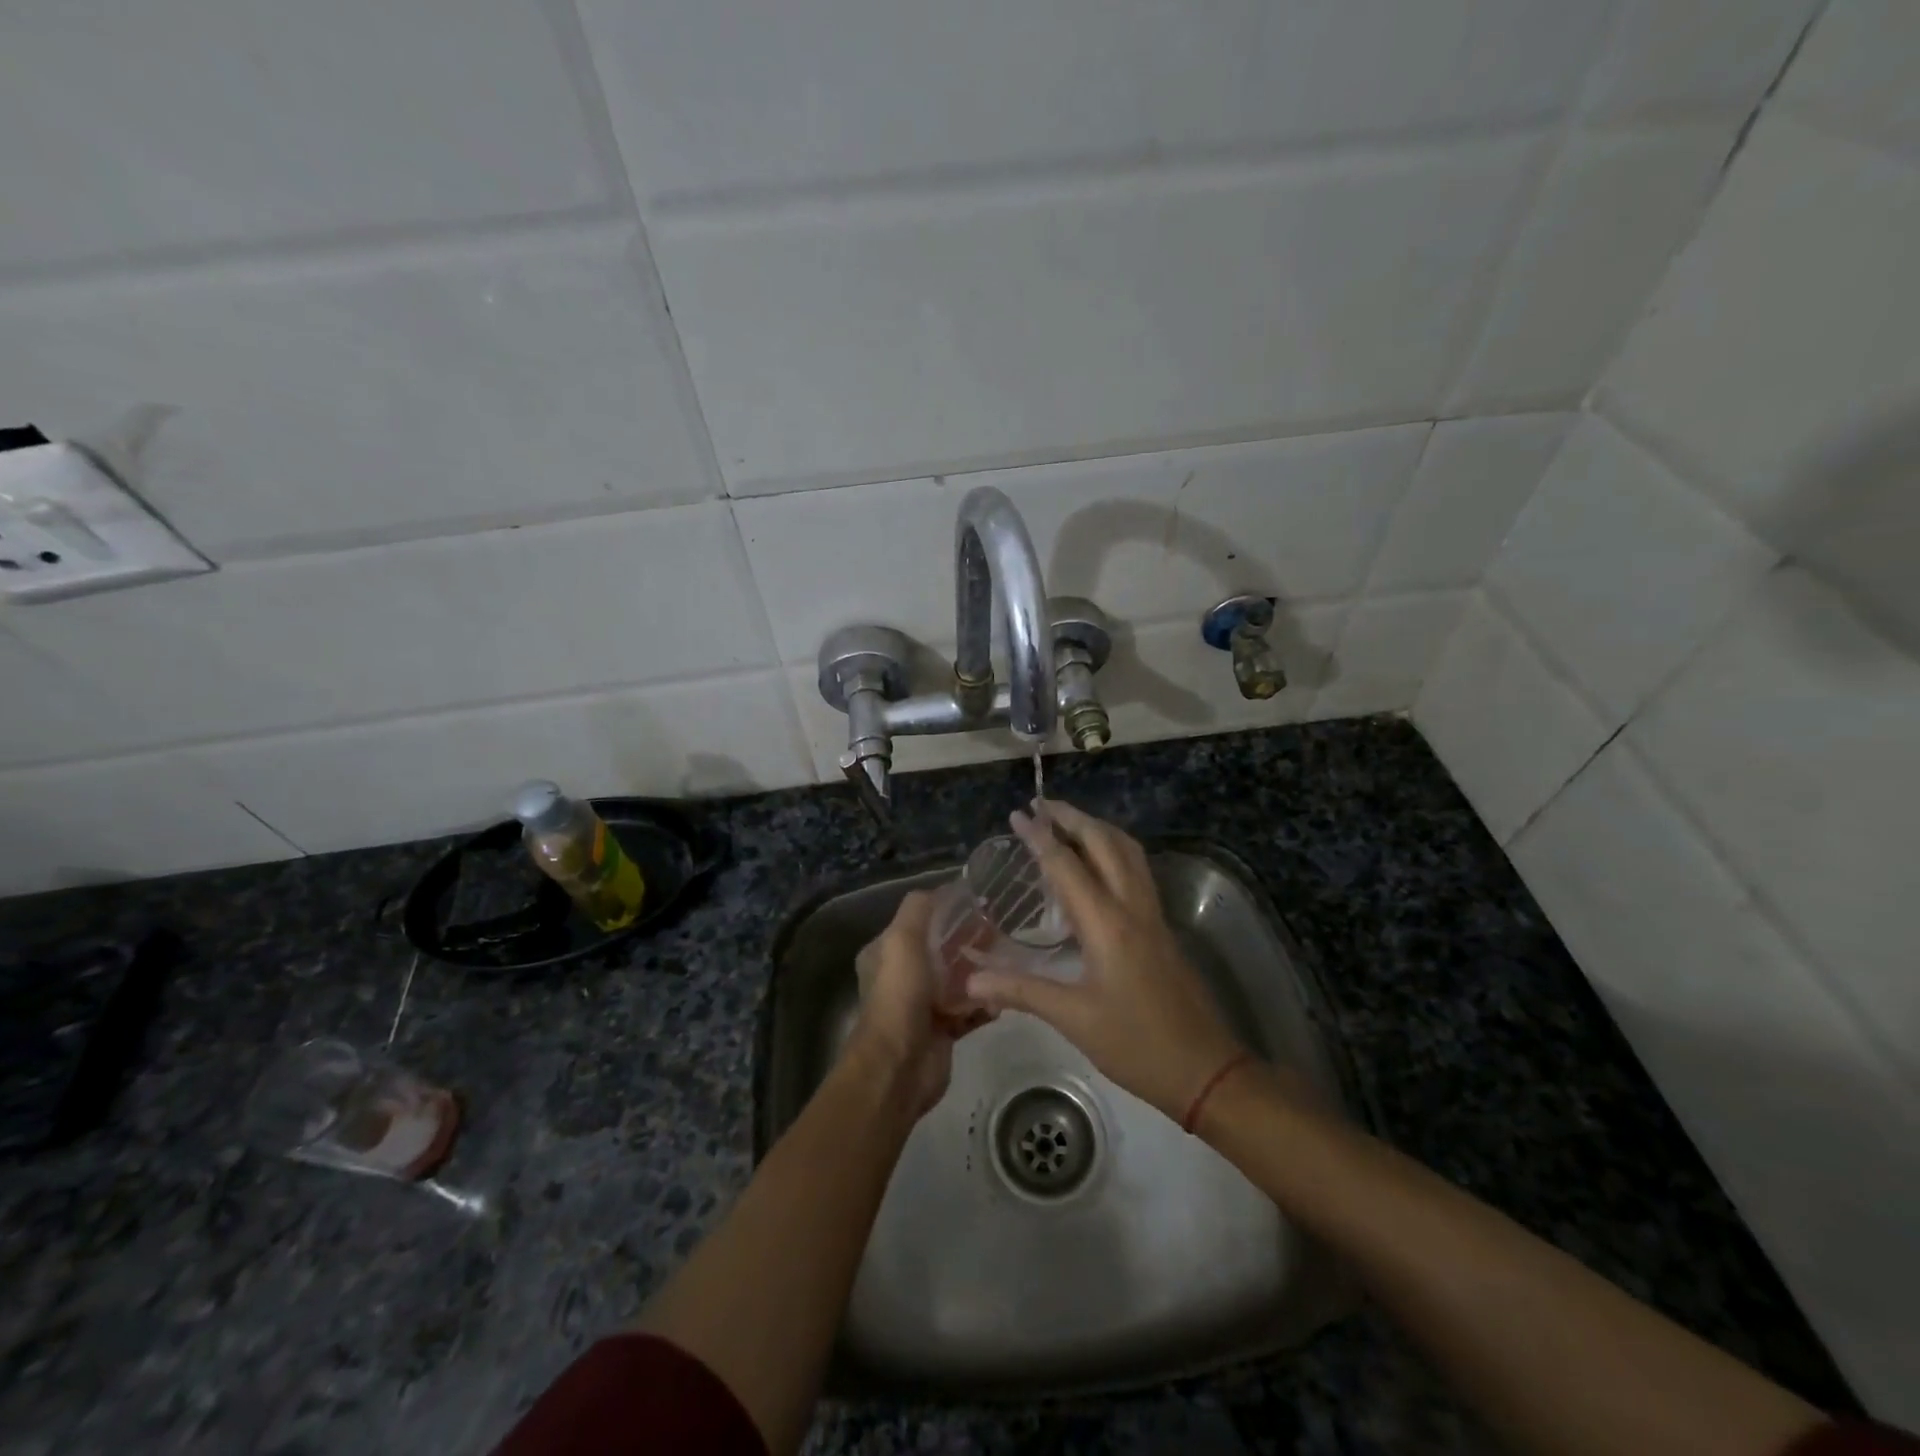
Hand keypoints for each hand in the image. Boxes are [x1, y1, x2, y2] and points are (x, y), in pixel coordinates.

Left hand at [844, 890, 987, 1118]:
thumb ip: (919, 909)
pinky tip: (1003, 996)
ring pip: (958, 980)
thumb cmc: (899, 995)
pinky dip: (985, 1003)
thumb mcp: (902, 939)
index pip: (919, 922)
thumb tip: (943, 889)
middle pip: (942, 950)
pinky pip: (969, 1010)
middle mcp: (903, 976)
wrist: (899, 1065)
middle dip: (969, 939)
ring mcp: (924, 1005)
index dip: (947, 911)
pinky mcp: (943, 1029)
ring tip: (1008, 959)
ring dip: (981, 971)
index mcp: (887, 953)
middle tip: (1001, 929)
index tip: (979, 902)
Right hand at [965, 800, 1245, 1121]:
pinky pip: (1137, 871)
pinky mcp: (1162, 927)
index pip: (1067, 866)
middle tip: (1042, 805)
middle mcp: (1133, 907)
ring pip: (1128, 852)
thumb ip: (1021, 991)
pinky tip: (1098, 865)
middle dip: (1073, 818)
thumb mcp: (1073, 1019)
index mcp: (1107, 924)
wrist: (1205, 1069)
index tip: (1018, 814)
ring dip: (1098, 829)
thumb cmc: (1136, 1044)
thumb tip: (969, 980)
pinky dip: (1114, 850)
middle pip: (1105, 843)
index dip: (1040, 837)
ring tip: (1069, 822)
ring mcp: (1153, 915)